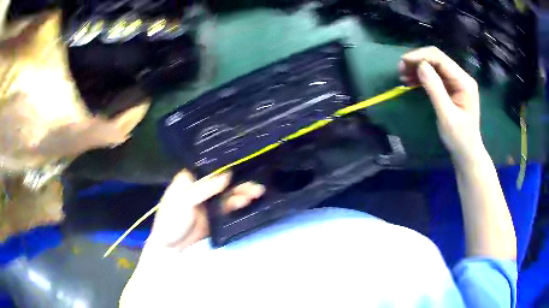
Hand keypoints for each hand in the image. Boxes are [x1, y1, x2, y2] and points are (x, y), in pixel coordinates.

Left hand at [146, 170, 264, 250]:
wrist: (171, 247)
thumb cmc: (172, 219)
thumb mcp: (184, 201)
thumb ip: (205, 188)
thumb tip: (227, 175)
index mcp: (190, 179)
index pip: (210, 168)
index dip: (227, 165)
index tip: (245, 162)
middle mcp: (201, 187)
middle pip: (223, 181)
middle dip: (239, 182)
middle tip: (256, 184)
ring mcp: (209, 201)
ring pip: (228, 193)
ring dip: (242, 192)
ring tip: (257, 192)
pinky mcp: (215, 215)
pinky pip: (229, 206)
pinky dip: (238, 203)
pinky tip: (248, 200)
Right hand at [399, 47, 483, 164]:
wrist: (466, 152)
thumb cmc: (459, 137)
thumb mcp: (446, 115)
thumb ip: (435, 89)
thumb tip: (420, 66)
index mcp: (464, 81)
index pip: (440, 58)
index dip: (420, 56)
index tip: (403, 63)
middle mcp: (461, 77)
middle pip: (436, 59)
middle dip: (418, 61)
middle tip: (400, 70)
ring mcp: (457, 81)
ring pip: (434, 66)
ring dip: (418, 68)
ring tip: (403, 76)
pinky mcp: (451, 87)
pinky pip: (435, 76)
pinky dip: (422, 76)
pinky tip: (411, 81)